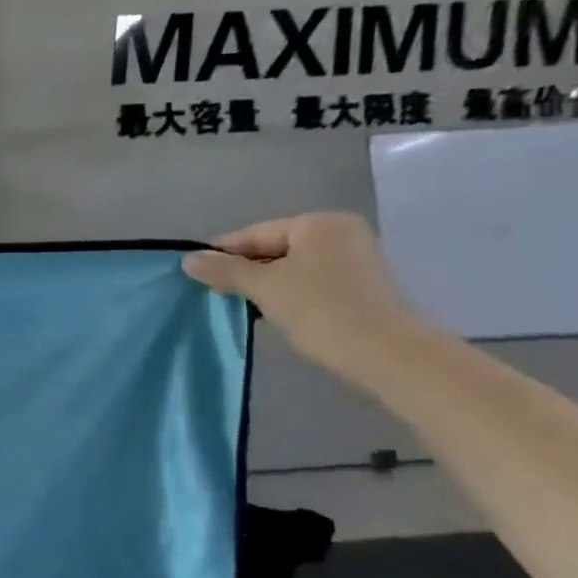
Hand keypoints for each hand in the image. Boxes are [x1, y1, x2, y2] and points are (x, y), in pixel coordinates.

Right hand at [183, 212, 427, 384]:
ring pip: (294, 268)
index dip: (223, 253)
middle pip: (276, 249)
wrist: (388, 354)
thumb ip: (226, 271)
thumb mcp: (265, 288)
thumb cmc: (321, 311)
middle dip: (245, 271)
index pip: (256, 233)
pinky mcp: (363, 287)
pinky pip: (313, 283)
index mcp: (318, 223)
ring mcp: (356, 259)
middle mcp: (340, 233)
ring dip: (266, 286)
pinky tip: (274, 314)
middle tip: (215, 292)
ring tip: (240, 306)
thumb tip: (189, 259)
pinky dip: (290, 295)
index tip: (195, 272)